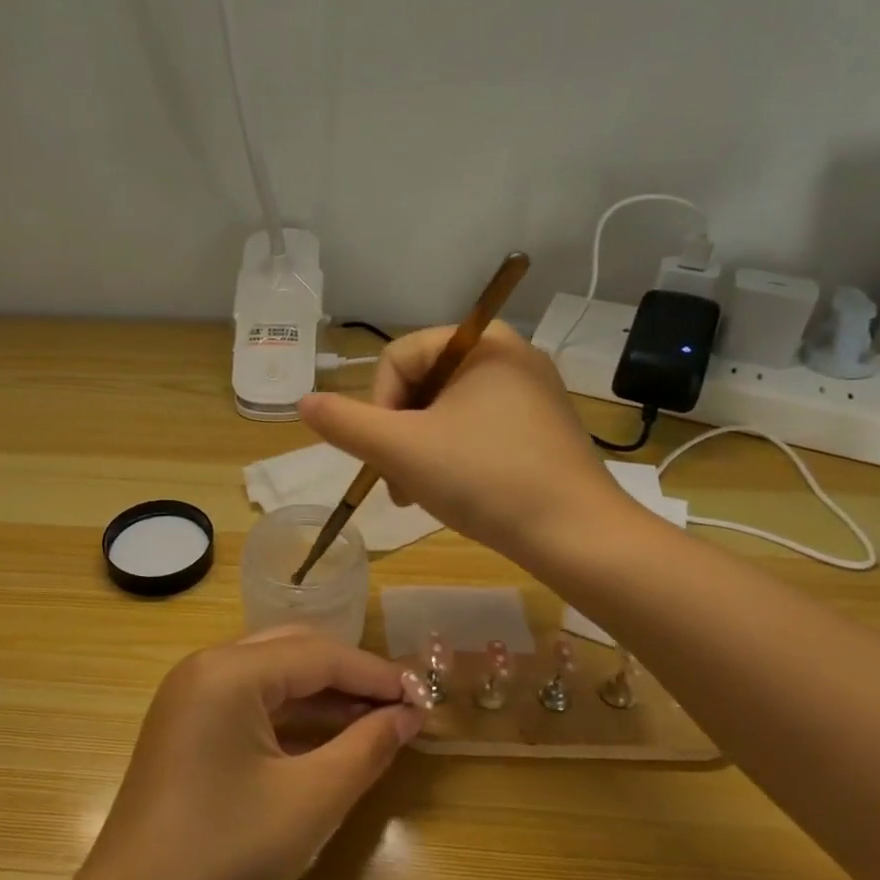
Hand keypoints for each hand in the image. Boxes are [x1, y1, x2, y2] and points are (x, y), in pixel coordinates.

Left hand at [66, 630, 422, 879]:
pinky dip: (293, 715)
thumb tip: (407, 716)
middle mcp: (205, 667)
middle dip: (351, 676)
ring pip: (272, 675)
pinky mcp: (187, 726)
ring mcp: (190, 696)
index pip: (319, 655)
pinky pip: (251, 702)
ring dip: (324, 695)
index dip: (376, 675)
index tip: (425, 698)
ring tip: (377, 721)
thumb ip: (365, 749)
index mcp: (228, 671)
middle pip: (294, 651)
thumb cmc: (223, 859)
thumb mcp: (309, 803)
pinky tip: (329, 738)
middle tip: (401, 706)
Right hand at [298, 321, 629, 559]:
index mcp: (482, 343)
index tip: (387, 454)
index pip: (398, 358)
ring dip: (419, 452)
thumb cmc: (485, 479)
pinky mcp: (540, 428)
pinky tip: (453, 493)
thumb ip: (346, 424)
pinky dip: (452, 457)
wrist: (576, 536)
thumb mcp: (402, 450)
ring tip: (419, 495)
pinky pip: (476, 429)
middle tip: (398, 484)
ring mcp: (530, 394)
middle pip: (421, 386)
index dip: (378, 408)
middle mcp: (510, 356)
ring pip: (445, 412)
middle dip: (398, 436)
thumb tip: (303, 402)